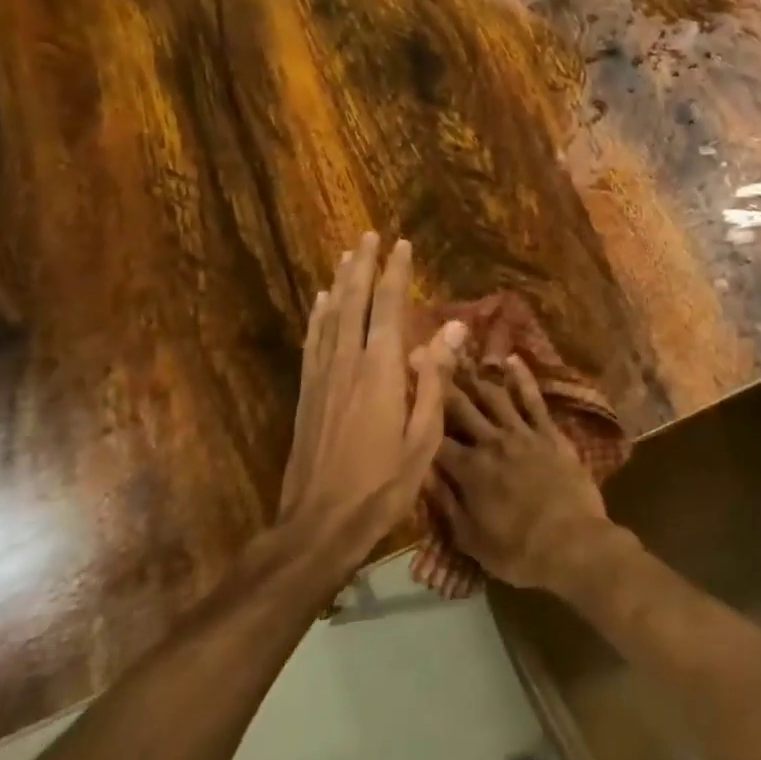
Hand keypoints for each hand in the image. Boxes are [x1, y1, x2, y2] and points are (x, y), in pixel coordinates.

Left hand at [281, 233, 465, 541]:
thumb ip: (436, 378)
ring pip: (330, 317)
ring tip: (346, 256)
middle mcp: (347, 363)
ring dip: (340, 283)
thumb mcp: (424, 437)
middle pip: (354, 302)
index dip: (396, 274)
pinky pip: (313, 342)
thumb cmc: (383, 485)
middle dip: (363, 266)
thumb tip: (453, 328)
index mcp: (380, 371)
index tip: (402, 245)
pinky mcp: (307, 394)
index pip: (389, 308)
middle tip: (369, 236)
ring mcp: (322, 377)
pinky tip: (320, 303)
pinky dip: (318, 316)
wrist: (320, 524)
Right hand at [429, 357, 618, 592]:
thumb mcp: (469, 539)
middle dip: (440, 383)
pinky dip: (522, 377)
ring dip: (475, 376)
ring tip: (460, 356)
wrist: (573, 544)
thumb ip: (444, 503)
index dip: (417, 415)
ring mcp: (522, 433)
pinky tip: (511, 359)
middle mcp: (490, 442)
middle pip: (460, 407)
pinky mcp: (548, 432)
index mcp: (468, 470)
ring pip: (493, 396)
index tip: (403, 393)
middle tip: (424, 354)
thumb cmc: (518, 551)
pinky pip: (533, 399)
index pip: (435, 437)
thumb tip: (420, 473)